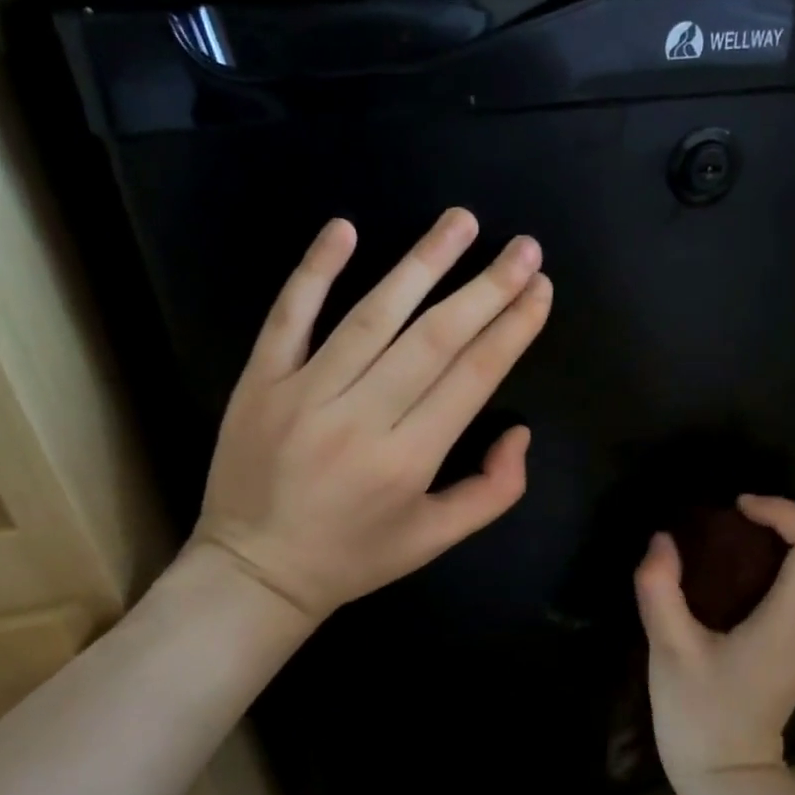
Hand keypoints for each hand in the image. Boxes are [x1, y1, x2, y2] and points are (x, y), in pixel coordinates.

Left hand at [190, 208, 552, 618]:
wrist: (253, 573)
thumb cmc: (354, 557)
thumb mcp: (435, 540)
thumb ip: (493, 491)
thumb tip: (520, 431)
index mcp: (408, 460)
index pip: (473, 376)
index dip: (513, 329)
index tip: (540, 288)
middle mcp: (361, 418)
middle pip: (434, 338)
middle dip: (487, 287)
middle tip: (523, 246)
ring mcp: (304, 393)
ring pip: (372, 315)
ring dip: (421, 263)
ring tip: (461, 221)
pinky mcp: (261, 380)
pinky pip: (288, 316)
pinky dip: (315, 270)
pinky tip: (345, 228)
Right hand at [634, 496, 794, 794]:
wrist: (728, 777)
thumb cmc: (698, 715)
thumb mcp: (667, 651)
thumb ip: (659, 589)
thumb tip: (662, 540)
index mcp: (791, 622)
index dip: (785, 511)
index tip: (739, 509)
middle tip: (755, 521)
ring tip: (755, 538)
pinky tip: (756, 570)